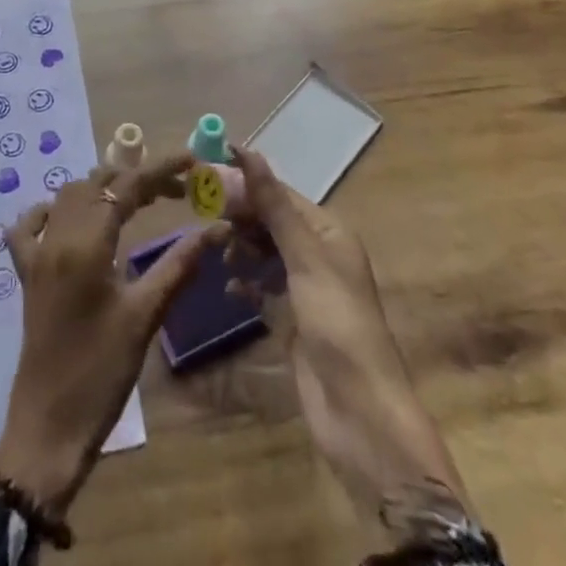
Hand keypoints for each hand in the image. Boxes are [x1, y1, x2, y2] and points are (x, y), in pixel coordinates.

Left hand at [0, 153, 220, 517]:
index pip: (127, 187)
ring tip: (137, 199)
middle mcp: (57, 237)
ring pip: (67, 196)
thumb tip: (217, 228)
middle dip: (136, 177)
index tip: (192, 161)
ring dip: (101, 188)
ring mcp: (36, 254)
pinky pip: (29, 226)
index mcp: (86, 244)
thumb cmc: (101, 372)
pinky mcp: (26, 274)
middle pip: (97, 184)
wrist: (49, 427)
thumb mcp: (145, 316)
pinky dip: (51, 211)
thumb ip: (179, 264)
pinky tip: (71, 220)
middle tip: (175, 189)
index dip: (161, 169)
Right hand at [226, 147, 471, 530]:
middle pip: (272, 220)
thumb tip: (248, 152)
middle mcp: (319, 254)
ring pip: (266, 252)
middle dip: (242, 214)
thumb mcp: (305, 258)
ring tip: (220, 252)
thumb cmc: (337, 324)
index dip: (247, 182)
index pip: (281, 194)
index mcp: (329, 232)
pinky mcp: (294, 320)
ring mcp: (306, 289)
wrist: (360, 413)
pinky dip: (247, 283)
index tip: (208, 171)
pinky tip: (231, 288)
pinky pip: (264, 288)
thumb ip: (275, 206)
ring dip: (243, 247)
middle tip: (205, 212)